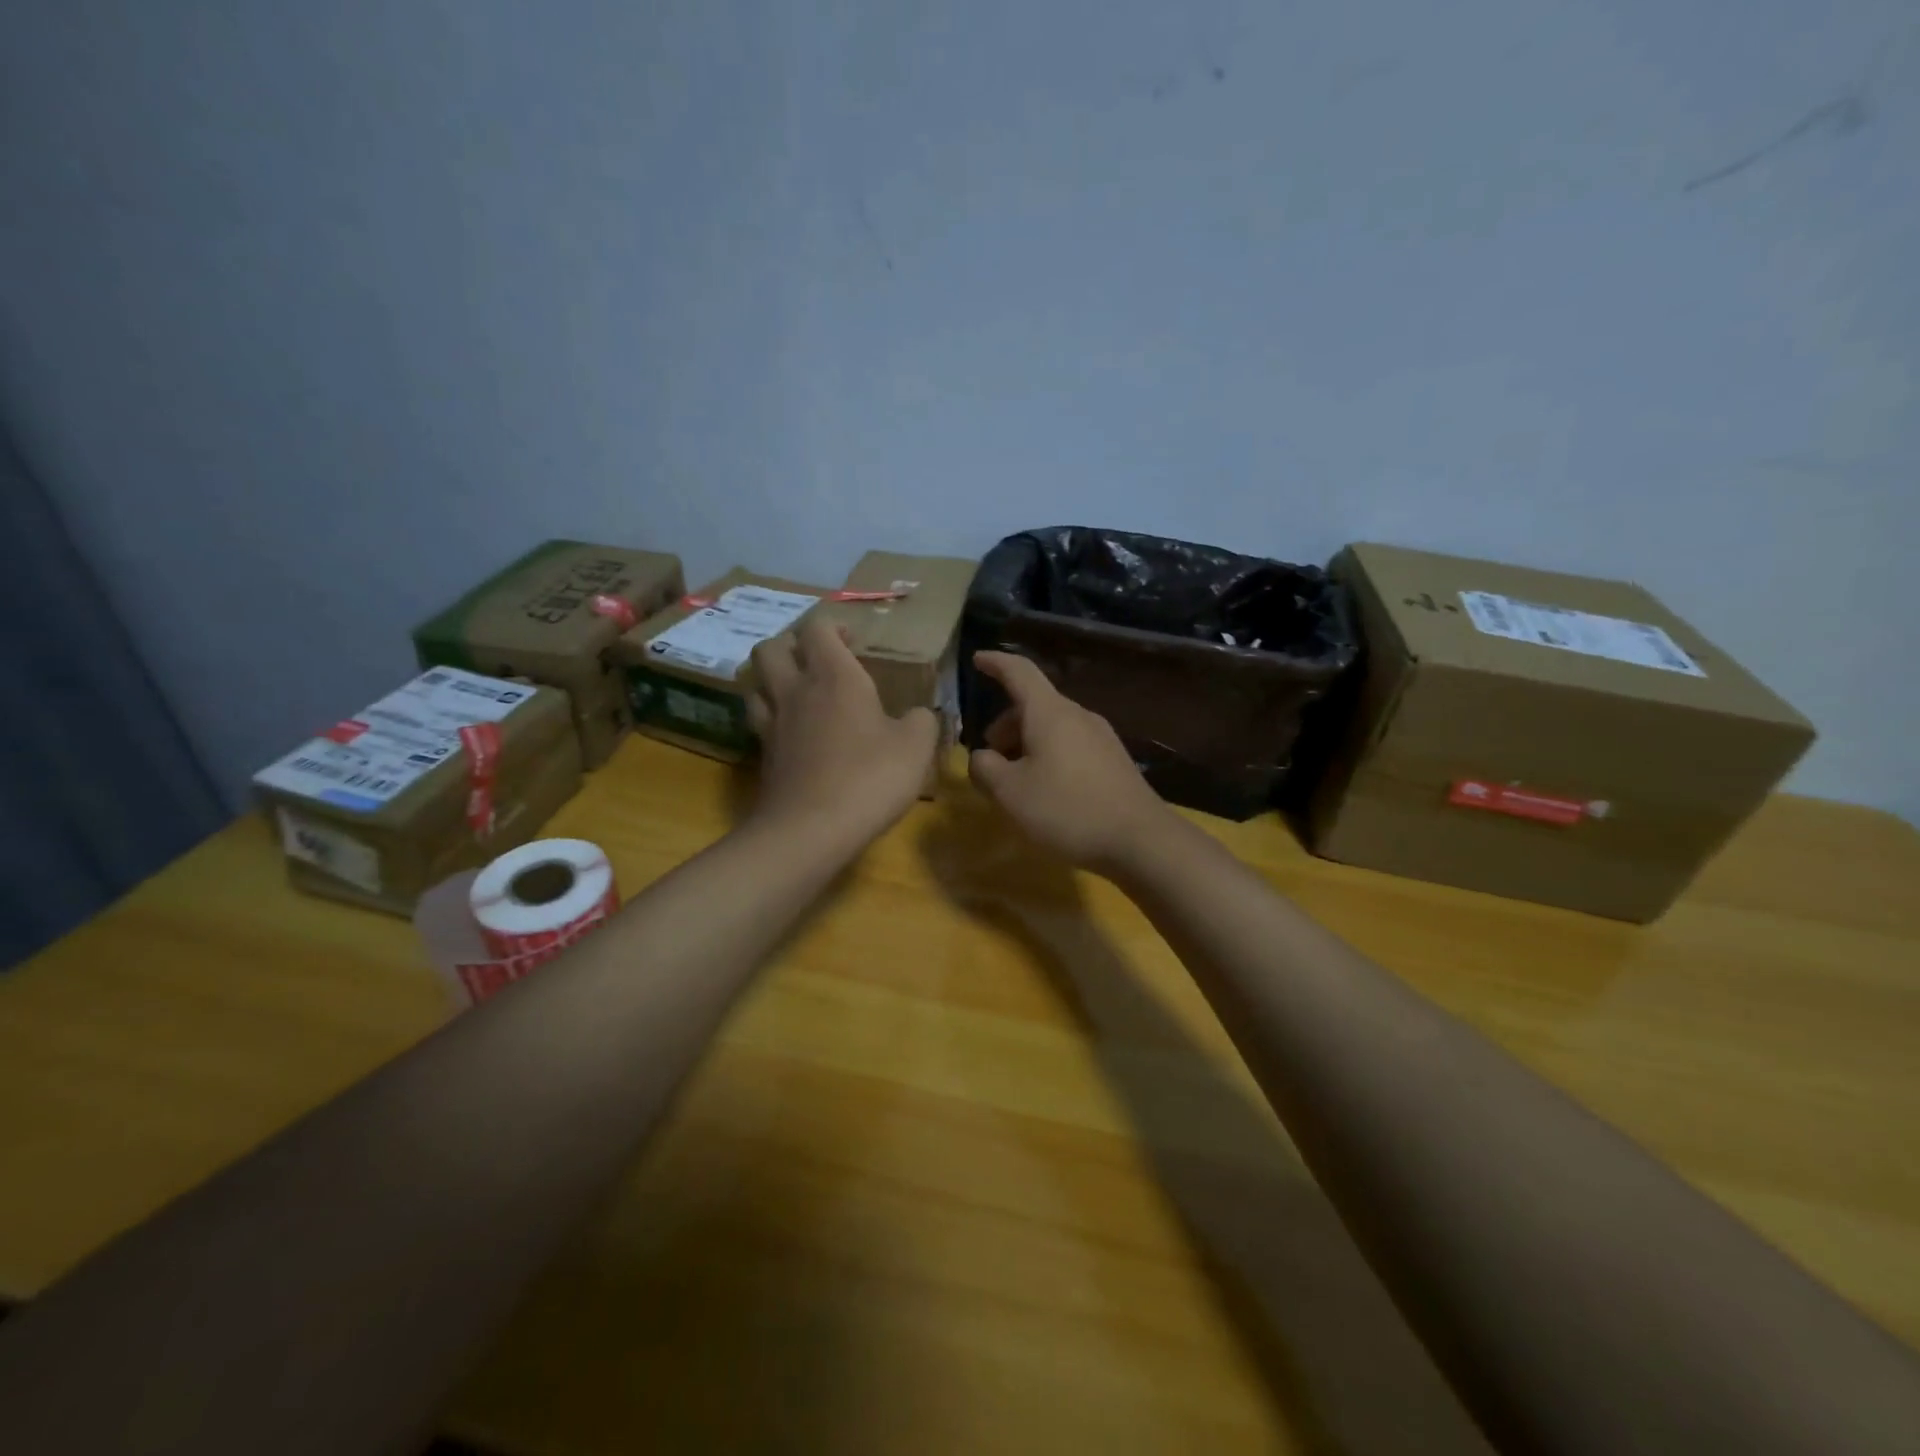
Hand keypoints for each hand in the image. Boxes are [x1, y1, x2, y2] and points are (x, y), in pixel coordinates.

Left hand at [746, 617, 939, 848]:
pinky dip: (772, 715)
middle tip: (817, 662)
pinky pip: (759, 720)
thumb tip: (920, 714)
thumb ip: (922, 721)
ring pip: (756, 682)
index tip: (853, 642)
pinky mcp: (763, 756)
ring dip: (773, 678)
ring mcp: (773, 723)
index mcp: (834, 677)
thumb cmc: (869, 778)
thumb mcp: (915, 747)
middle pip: (771, 648)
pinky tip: (793, 732)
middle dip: (792, 645)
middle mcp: (795, 691)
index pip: (817, 629)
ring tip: (797, 691)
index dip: (833, 627)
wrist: (811, 830)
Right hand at [967, 652, 1172, 872]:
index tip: (977, 659)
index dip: (995, 663)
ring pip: (1053, 727)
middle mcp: (1078, 716)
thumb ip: (984, 769)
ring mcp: (1101, 737)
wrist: (1140, 840)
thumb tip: (981, 758)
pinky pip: (1071, 745)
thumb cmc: (1066, 809)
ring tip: (1014, 780)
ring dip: (1026, 743)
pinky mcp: (1113, 761)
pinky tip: (1045, 790)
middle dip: (1006, 724)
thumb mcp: (1010, 793)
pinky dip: (1048, 756)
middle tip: (989, 757)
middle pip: (1034, 705)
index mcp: (1050, 713)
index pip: (1019, 672)